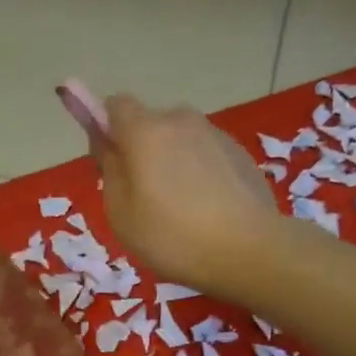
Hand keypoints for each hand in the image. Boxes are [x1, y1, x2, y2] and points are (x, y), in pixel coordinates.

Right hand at [92, 94, 281, 296]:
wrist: (249, 250)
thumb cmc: (172, 236)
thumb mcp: (121, 213)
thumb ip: (109, 170)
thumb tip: (108, 143)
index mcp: (145, 131)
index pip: (115, 105)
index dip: (106, 128)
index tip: (110, 162)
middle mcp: (181, 120)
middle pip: (150, 124)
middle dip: (142, 150)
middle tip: (145, 197)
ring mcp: (215, 134)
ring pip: (181, 141)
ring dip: (173, 163)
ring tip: (181, 209)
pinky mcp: (240, 153)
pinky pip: (207, 156)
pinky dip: (200, 173)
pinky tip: (208, 210)